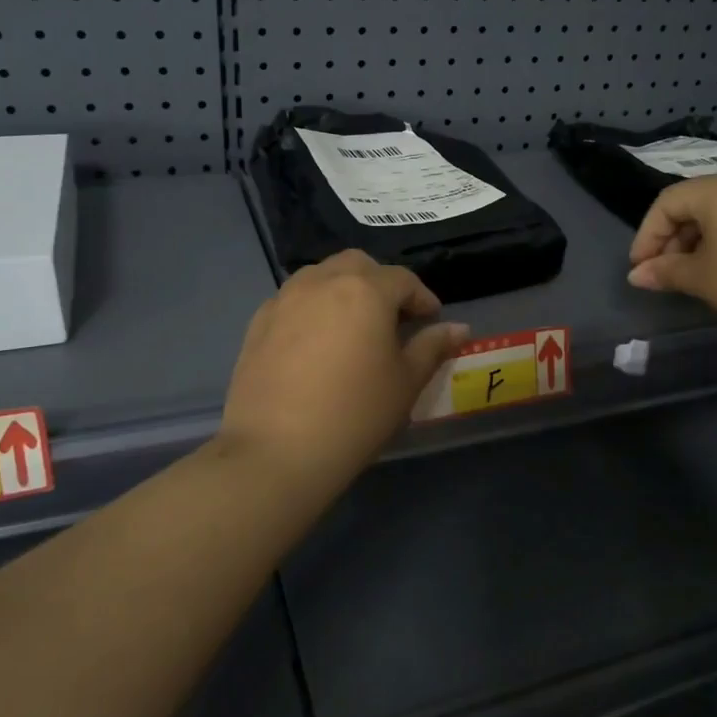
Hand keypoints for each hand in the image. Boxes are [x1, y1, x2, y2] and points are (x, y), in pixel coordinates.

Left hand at [216, 251, 468, 500]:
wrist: (276, 451)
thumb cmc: (355, 414)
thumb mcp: (405, 382)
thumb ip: (432, 347)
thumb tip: (458, 328)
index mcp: (365, 290)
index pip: (403, 280)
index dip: (422, 298)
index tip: (431, 321)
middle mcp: (322, 282)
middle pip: (358, 265)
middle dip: (380, 283)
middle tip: (393, 319)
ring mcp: (284, 299)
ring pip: (321, 276)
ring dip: (343, 289)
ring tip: (353, 327)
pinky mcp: (258, 323)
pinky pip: (292, 300)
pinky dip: (312, 308)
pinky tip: (316, 343)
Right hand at [627, 172, 716, 348]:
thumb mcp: (703, 279)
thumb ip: (665, 271)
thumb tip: (636, 275)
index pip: (667, 203)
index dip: (647, 235)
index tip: (640, 268)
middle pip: (696, 201)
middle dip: (673, 237)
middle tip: (666, 272)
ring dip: (701, 237)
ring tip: (696, 271)